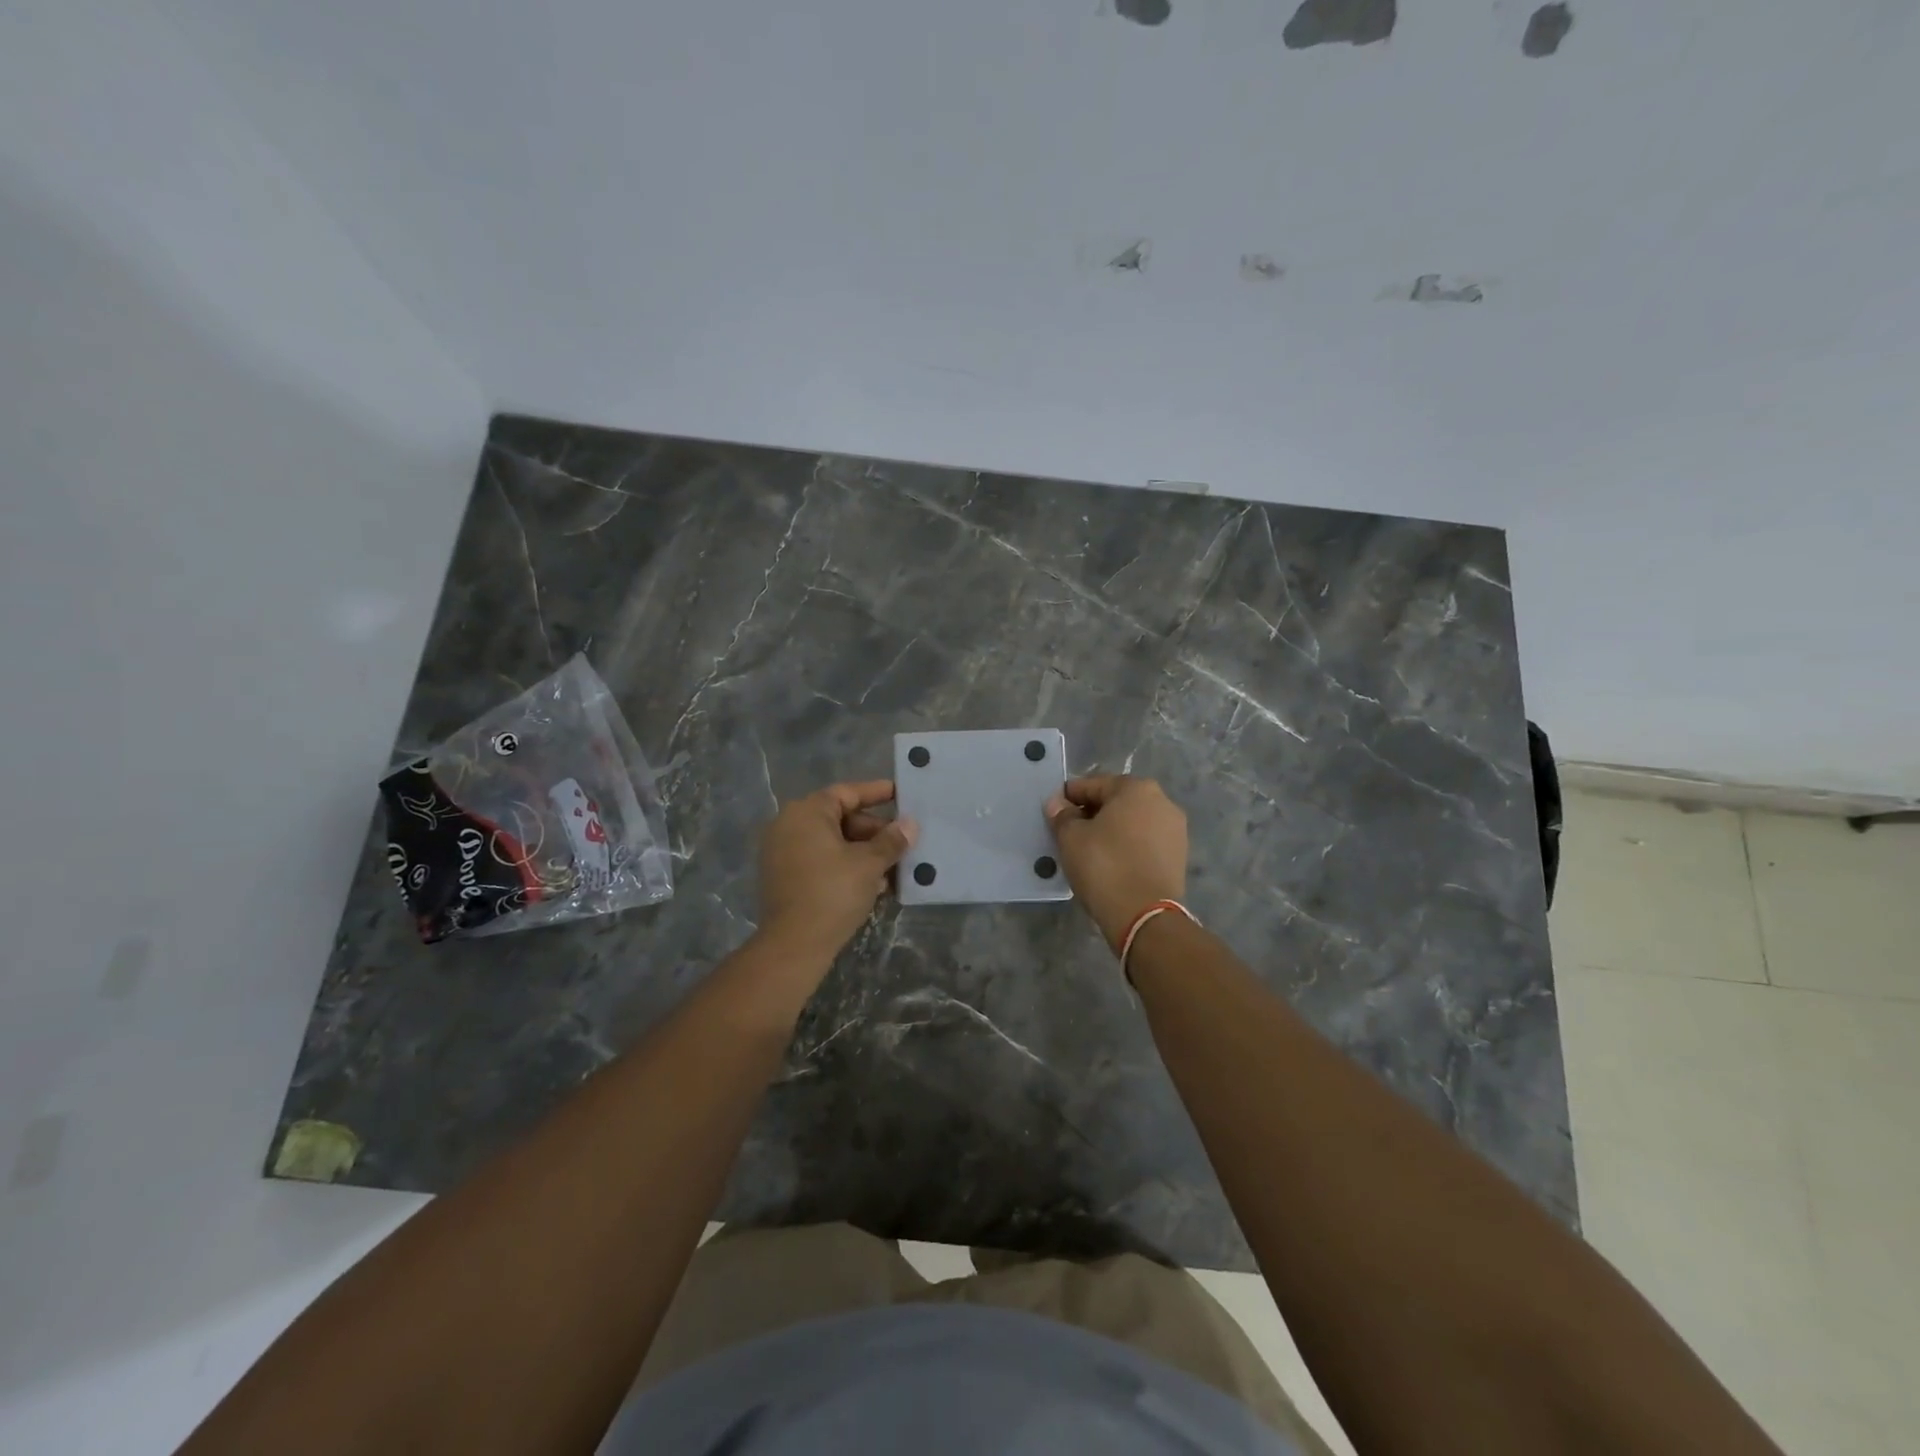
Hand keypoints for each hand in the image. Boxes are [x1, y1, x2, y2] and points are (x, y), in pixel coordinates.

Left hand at [756, 780, 916, 961]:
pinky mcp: (784, 877)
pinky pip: (820, 860)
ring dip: (863, 852)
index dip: (877, 793)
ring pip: (832, 842)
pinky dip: (845, 865)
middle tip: (901, 842)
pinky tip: (872, 884)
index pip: (847, 793)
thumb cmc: (833, 892)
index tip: (901, 793)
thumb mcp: (869, 864)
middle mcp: (789, 825)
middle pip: (840, 818)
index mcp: (807, 813)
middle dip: (873, 831)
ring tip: (893, 867)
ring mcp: (782, 852)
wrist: (794, 945)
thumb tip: (910, 825)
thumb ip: (891, 841)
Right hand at [1046, 775, 1187, 951]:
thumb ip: (1062, 815)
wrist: (1144, 916)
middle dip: (1092, 813)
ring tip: (1088, 851)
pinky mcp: (1179, 856)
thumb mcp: (1071, 838)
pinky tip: (1110, 863)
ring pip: (1132, 822)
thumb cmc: (1104, 866)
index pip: (1093, 784)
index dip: (1069, 797)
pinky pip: (1144, 842)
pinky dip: (1127, 847)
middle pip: (1116, 801)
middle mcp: (1162, 802)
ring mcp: (1175, 830)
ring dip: (1110, 830)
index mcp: (1137, 788)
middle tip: (1068, 833)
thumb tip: (1058, 804)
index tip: (1053, 813)